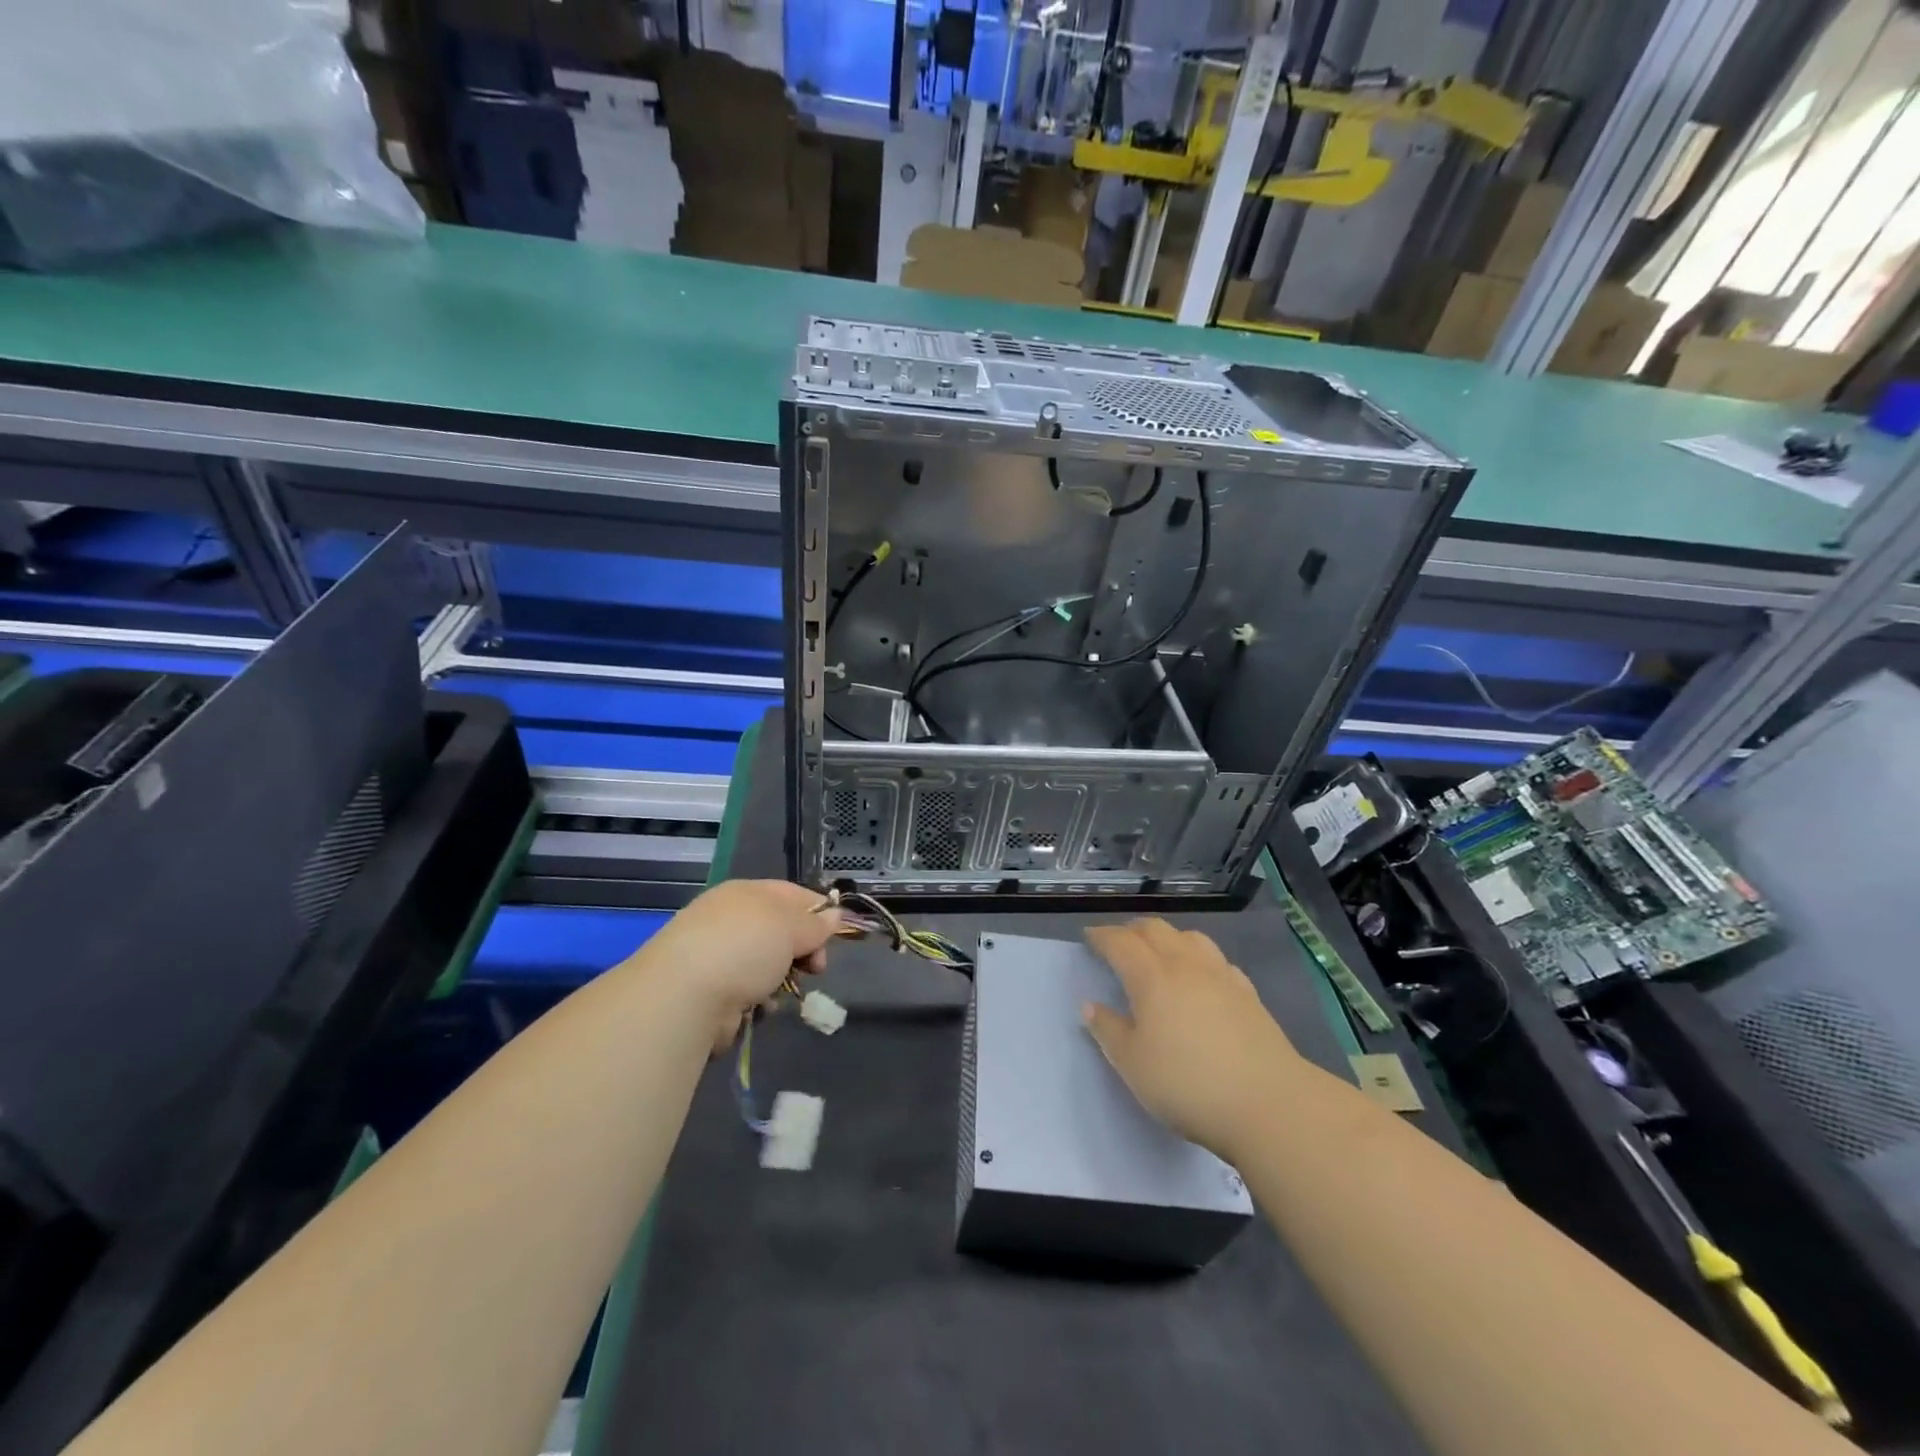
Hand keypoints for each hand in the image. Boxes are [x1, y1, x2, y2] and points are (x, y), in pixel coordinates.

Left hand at [642, 881, 840, 1048]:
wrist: (684, 996)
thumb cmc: (744, 948)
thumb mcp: (790, 926)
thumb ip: (816, 923)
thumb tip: (835, 915)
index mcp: (747, 893)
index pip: (791, 894)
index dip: (818, 911)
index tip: (836, 935)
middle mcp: (730, 919)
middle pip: (782, 931)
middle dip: (804, 950)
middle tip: (816, 968)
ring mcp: (718, 956)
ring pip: (768, 964)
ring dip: (784, 978)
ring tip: (786, 991)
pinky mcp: (710, 991)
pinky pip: (749, 992)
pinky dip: (761, 1000)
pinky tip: (762, 1008)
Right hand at [1082, 919, 1297, 1159]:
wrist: (1269, 1104)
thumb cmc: (1188, 1084)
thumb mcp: (1133, 1065)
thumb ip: (1109, 1031)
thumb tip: (1091, 1005)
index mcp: (1151, 977)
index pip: (1121, 942)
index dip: (1102, 936)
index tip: (1089, 938)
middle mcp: (1185, 965)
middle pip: (1156, 930)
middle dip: (1132, 931)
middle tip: (1119, 943)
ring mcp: (1221, 976)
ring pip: (1190, 937)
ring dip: (1168, 938)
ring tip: (1159, 954)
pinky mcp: (1249, 993)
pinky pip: (1216, 959)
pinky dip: (1198, 958)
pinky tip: (1200, 978)